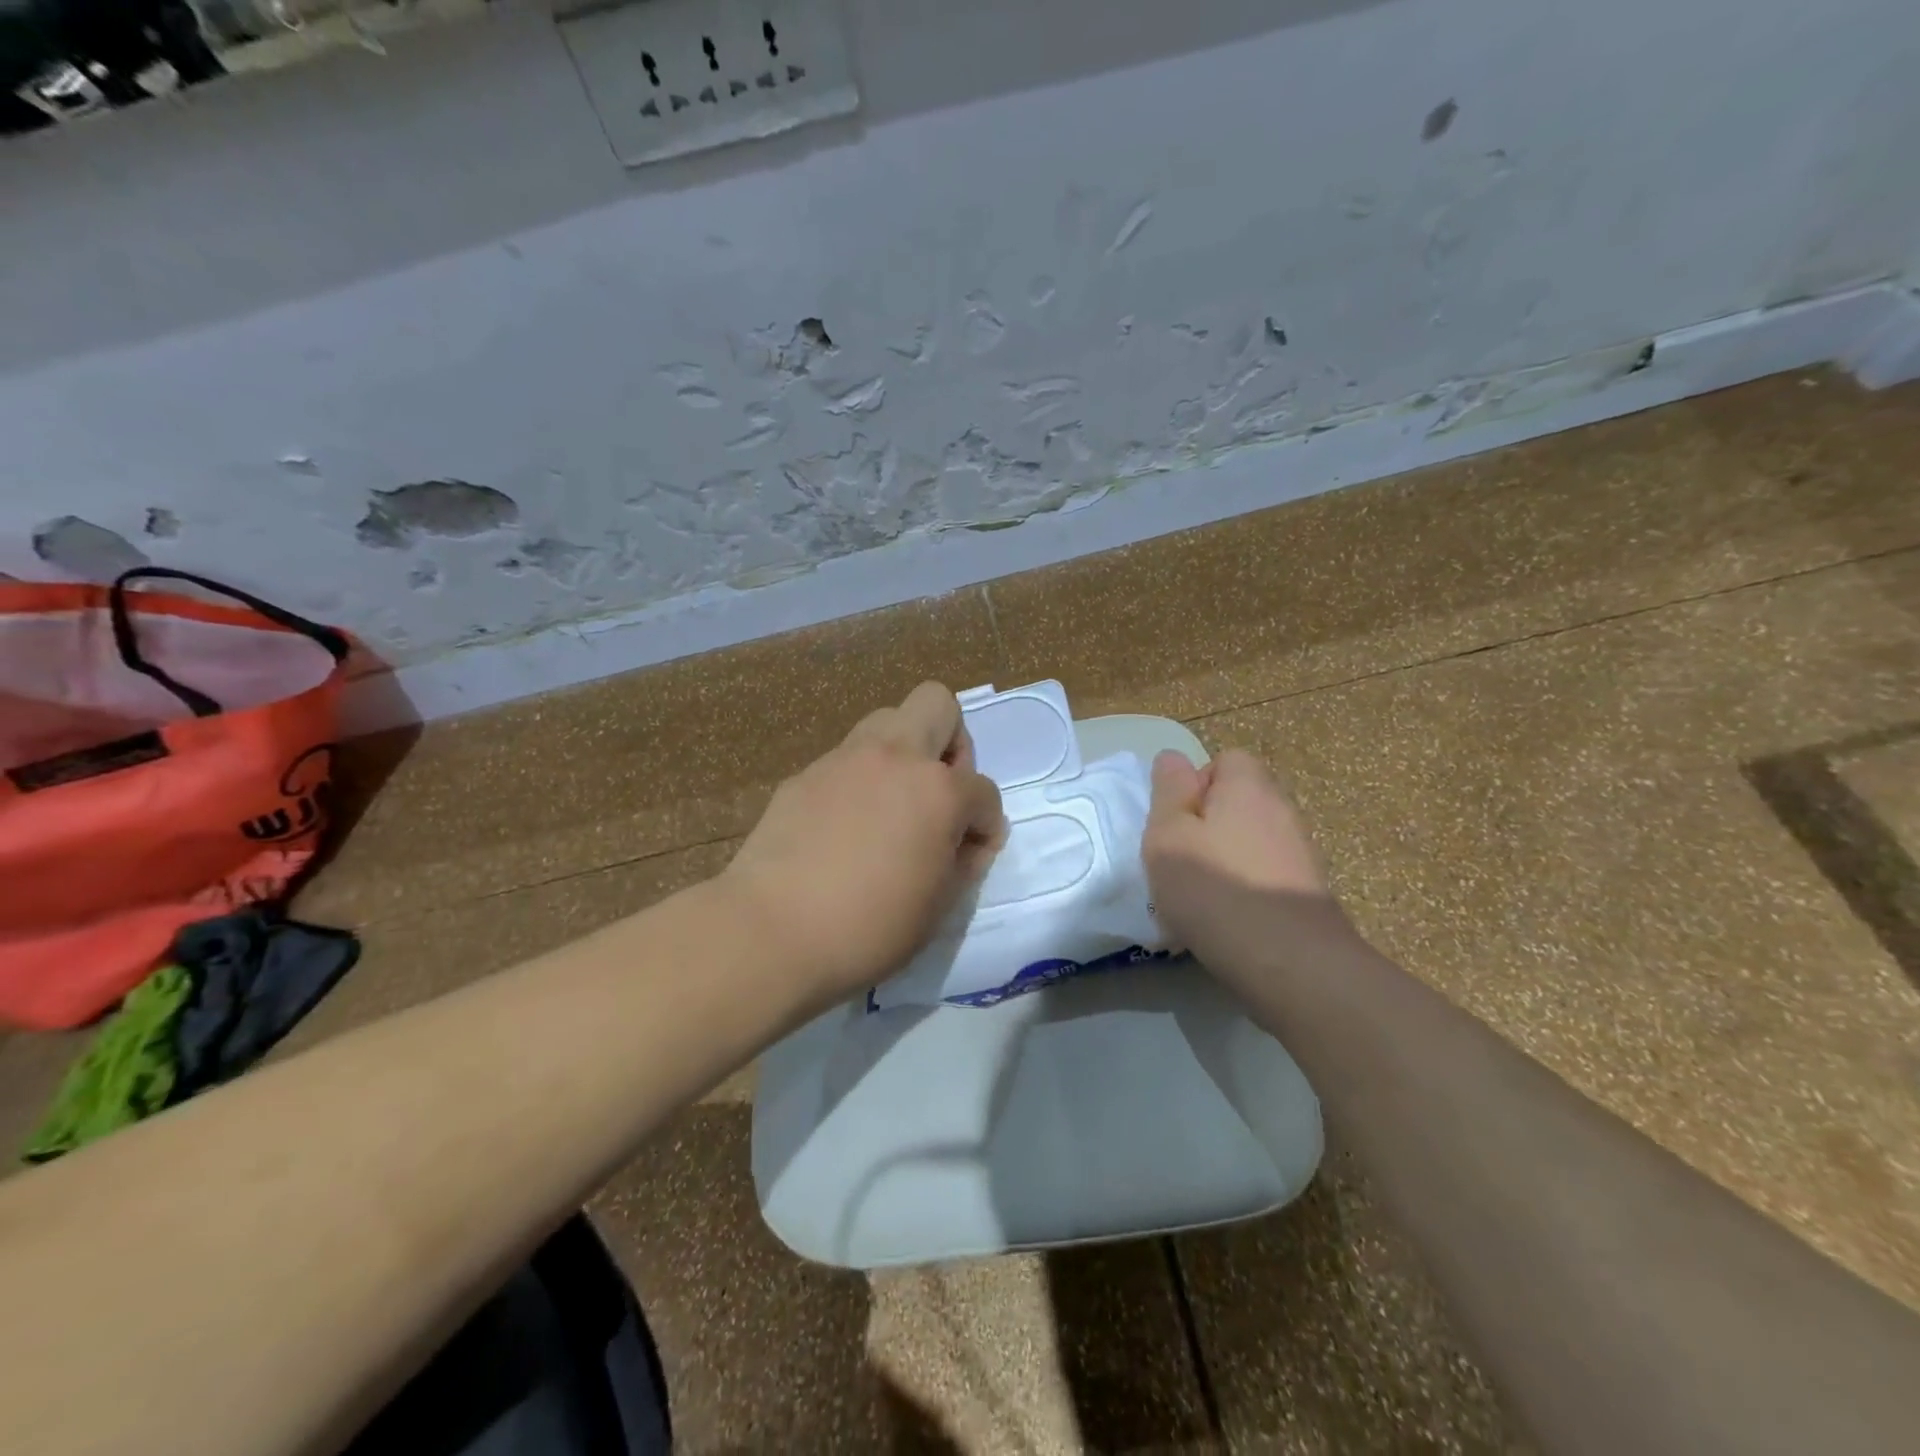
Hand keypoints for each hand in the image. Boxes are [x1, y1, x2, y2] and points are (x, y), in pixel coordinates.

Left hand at [720, 682, 1005, 1007]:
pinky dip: (859, 781)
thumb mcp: (938, 906)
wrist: (771, 930)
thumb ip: (963, 862)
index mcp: (937, 790)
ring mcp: (844, 759)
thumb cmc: (869, 927)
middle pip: (937, 705)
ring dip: (903, 753)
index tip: (971, 855)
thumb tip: (967, 840)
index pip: (984, 791)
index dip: (987, 826)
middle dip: (952, 744)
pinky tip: (844, 827)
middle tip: (939, 793)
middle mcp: (894, 757)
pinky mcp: (805, 775)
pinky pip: (846, 760)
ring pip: (887, 720)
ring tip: (892, 805)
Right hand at [1143, 749, 1359, 988]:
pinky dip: (1243, 891)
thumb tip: (1173, 757)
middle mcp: (1281, 811)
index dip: (1196, 784)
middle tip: (1179, 860)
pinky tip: (1224, 922)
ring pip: (1249, 842)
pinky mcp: (1307, 893)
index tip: (1176, 821)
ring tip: (1197, 898)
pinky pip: (1264, 877)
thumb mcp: (1168, 835)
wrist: (1290, 962)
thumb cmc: (1215, 888)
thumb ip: (1168, 792)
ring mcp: (1300, 854)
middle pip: (1238, 803)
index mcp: (1248, 787)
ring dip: (1223, 861)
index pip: (1226, 760)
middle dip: (1206, 826)